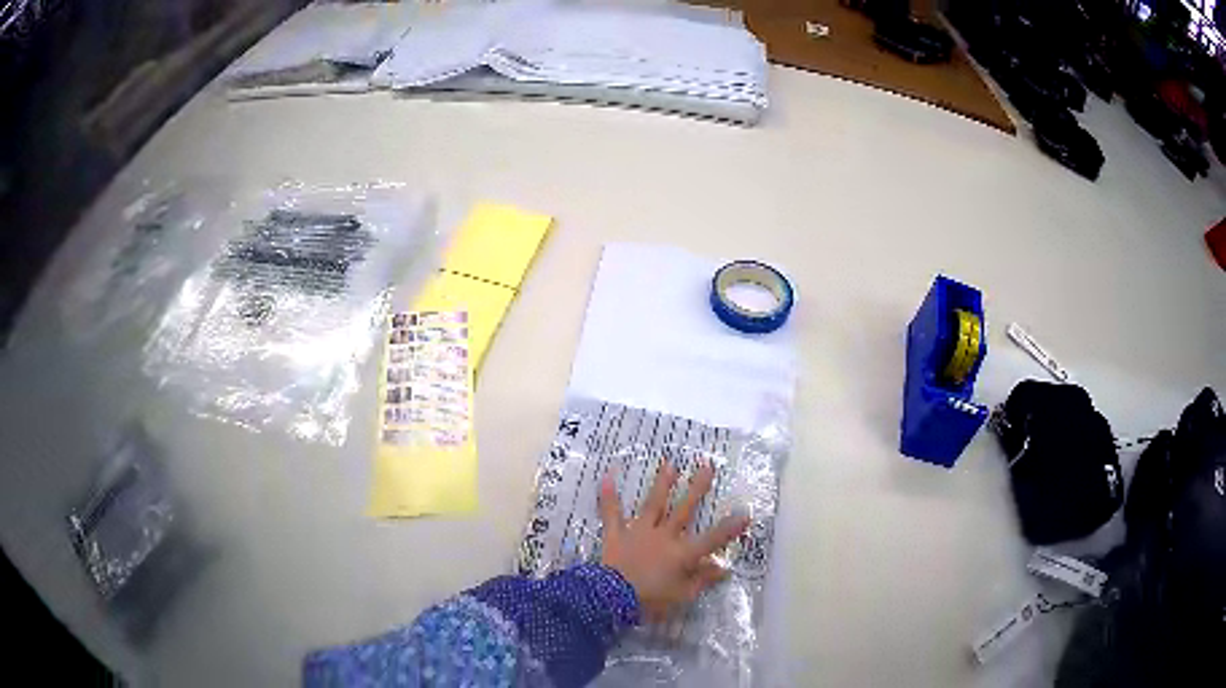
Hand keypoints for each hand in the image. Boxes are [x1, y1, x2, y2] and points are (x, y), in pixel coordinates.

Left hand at [599, 459, 749, 622]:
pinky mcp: (616, 534)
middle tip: (707, 466)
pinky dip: (609, 496)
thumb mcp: (682, 596)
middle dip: (697, 489)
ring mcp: (638, 532)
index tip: (745, 512)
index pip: (711, 539)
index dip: (729, 528)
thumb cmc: (650, 600)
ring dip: (662, 484)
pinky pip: (612, 513)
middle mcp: (663, 536)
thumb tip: (724, 568)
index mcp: (682, 554)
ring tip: (669, 464)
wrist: (611, 598)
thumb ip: (702, 580)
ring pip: (653, 505)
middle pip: (683, 510)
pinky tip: (607, 477)